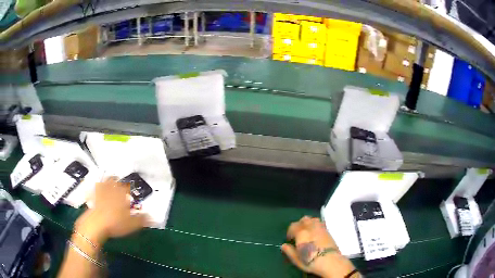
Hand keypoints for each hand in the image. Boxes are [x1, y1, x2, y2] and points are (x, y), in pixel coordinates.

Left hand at [74, 177, 147, 245]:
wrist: (96, 225)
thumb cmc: (115, 223)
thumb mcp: (132, 224)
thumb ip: (142, 219)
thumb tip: (153, 217)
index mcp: (121, 195)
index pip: (126, 187)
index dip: (129, 186)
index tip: (131, 187)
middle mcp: (110, 191)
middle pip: (114, 181)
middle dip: (116, 179)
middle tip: (117, 178)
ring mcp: (100, 193)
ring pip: (104, 183)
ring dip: (106, 180)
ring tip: (107, 179)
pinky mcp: (92, 198)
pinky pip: (94, 190)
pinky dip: (95, 188)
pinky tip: (95, 188)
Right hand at [281, 216, 356, 277]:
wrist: (330, 261)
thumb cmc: (311, 261)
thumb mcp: (296, 259)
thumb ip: (289, 251)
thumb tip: (283, 245)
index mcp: (301, 233)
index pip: (293, 226)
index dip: (289, 232)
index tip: (290, 240)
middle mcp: (310, 227)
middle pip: (303, 220)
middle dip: (299, 225)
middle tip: (298, 234)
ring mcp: (320, 228)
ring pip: (312, 219)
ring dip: (308, 223)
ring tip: (307, 232)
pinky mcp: (328, 230)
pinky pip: (320, 223)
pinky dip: (316, 225)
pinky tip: (316, 232)